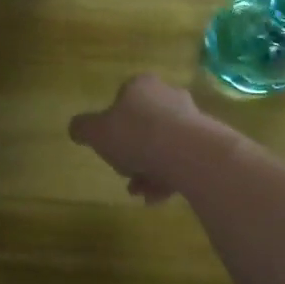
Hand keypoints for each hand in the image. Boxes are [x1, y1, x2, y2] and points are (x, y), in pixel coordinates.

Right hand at [69, 74, 213, 203]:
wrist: (188, 152)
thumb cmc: (136, 134)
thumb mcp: (95, 132)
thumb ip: (82, 129)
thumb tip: (76, 129)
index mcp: (141, 86)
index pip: (123, 100)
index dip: (113, 125)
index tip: (109, 148)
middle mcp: (169, 96)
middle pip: (145, 125)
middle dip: (133, 152)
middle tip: (125, 174)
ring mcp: (192, 119)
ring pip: (164, 146)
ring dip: (149, 170)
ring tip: (141, 193)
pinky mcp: (208, 143)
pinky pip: (182, 161)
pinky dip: (168, 178)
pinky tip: (157, 197)